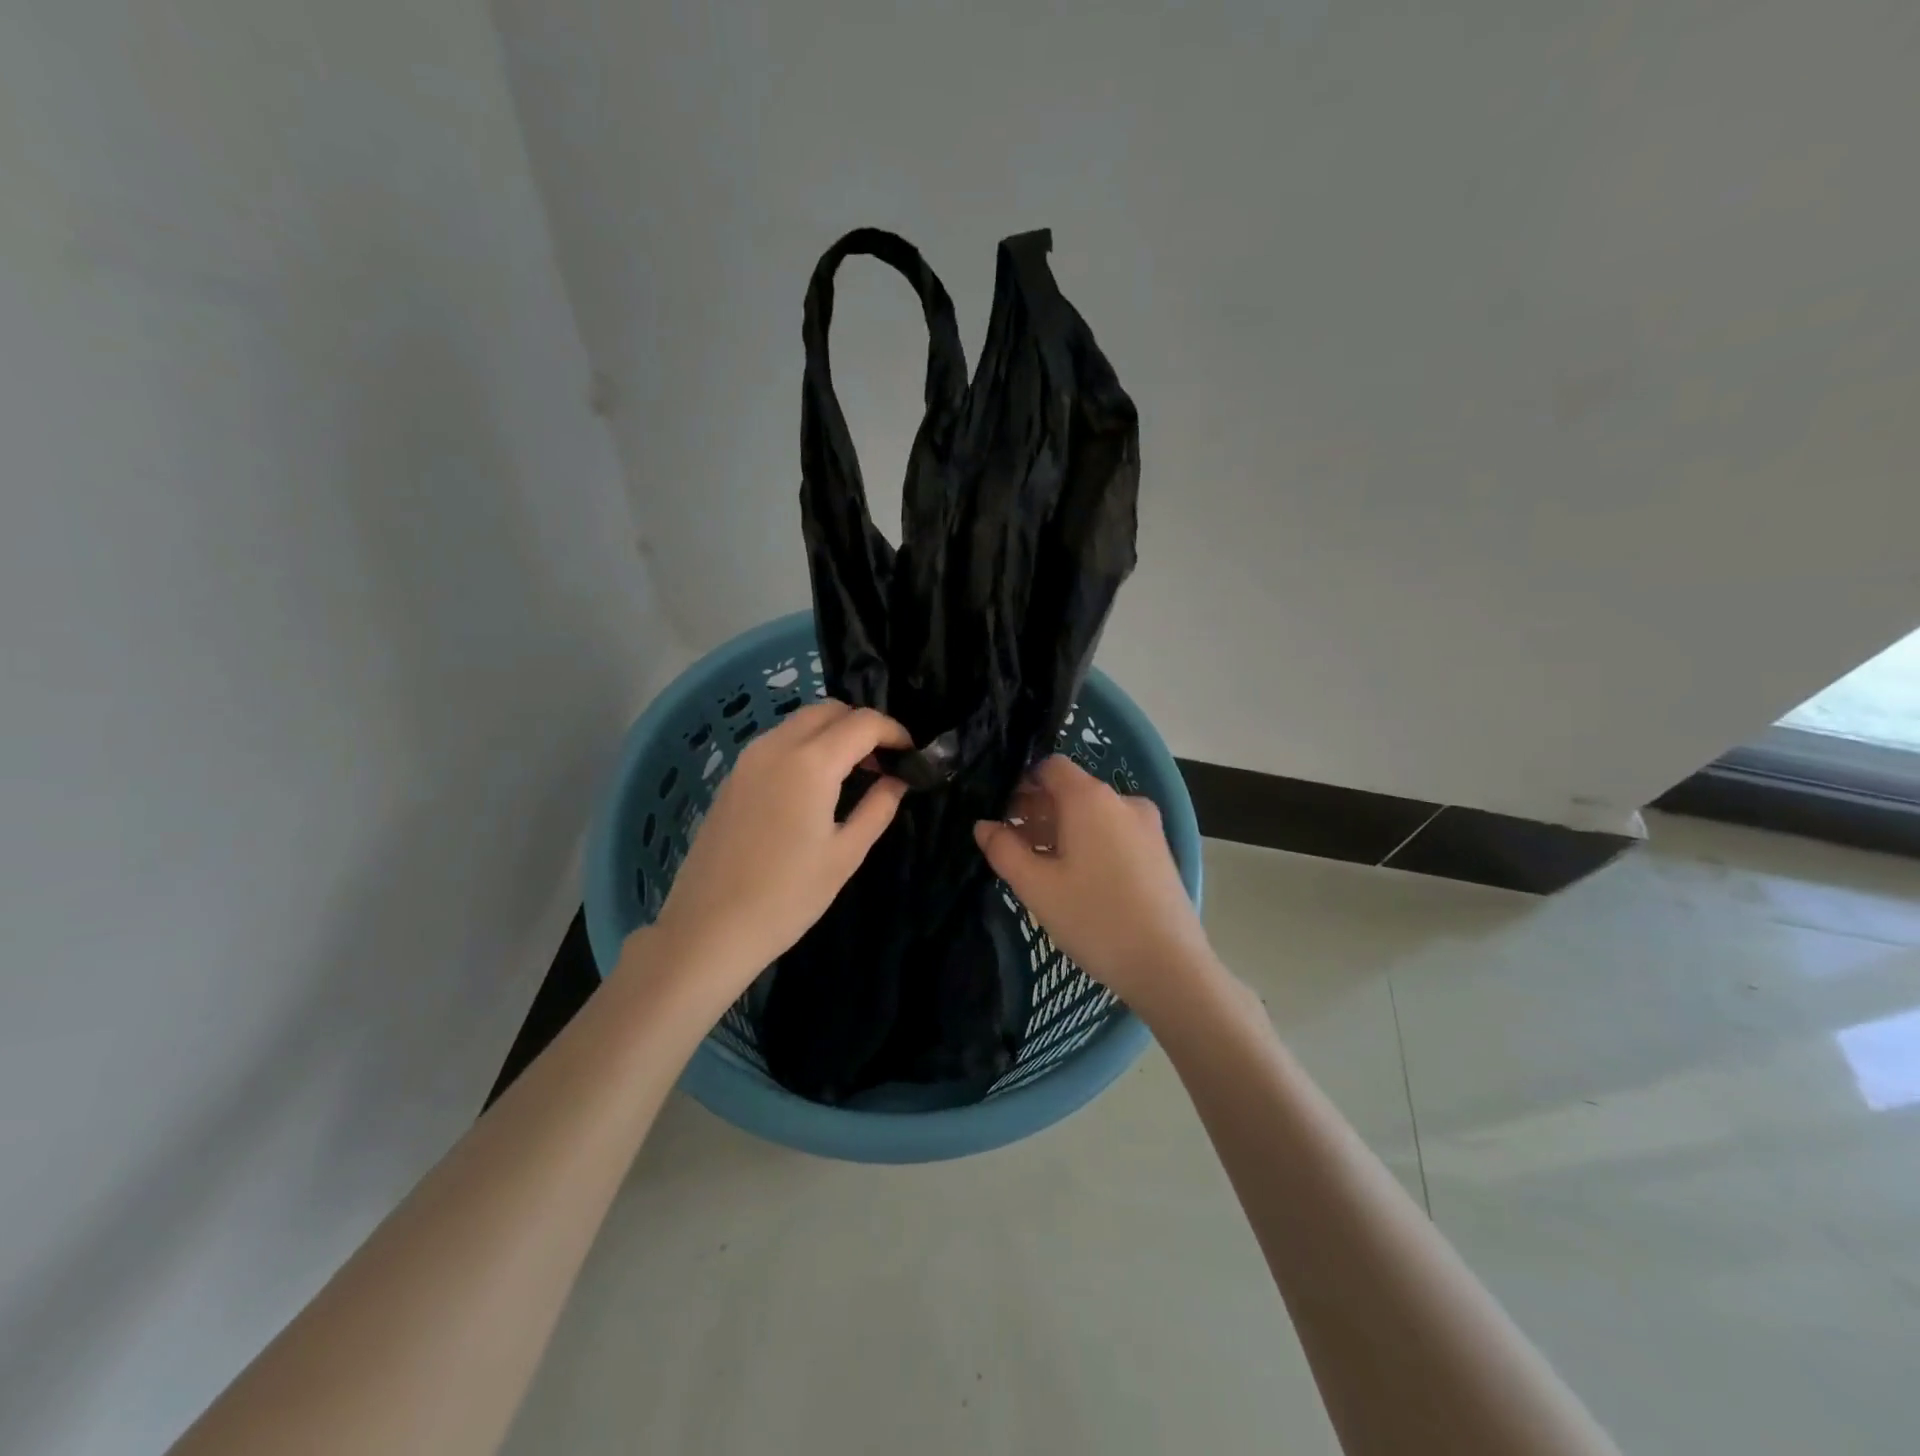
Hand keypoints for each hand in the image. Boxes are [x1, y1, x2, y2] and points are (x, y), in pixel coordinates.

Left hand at [642, 701, 910, 1001]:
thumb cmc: (787, 897)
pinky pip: (777, 741)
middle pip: (829, 710)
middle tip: (882, 761)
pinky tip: (814, 785)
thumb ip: (877, 808)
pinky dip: (805, 745)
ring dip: (832, 732)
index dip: (894, 731)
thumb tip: (897, 781)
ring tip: (852, 772)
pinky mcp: (732, 776)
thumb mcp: (845, 855)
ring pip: (800, 721)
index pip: (863, 723)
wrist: (709, 927)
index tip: (911, 754)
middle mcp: (777, 746)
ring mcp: (748, 759)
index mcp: (811, 763)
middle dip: (862, 725)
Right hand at [973, 755, 1211, 1016]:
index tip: (1000, 812)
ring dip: (1061, 828)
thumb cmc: (1095, 919)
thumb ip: (1004, 850)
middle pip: (1071, 789)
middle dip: (1038, 809)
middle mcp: (1122, 801)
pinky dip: (1088, 841)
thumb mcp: (1037, 887)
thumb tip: (983, 826)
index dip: (1021, 783)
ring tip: (1038, 864)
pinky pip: (1113, 831)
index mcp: (1090, 798)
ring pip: (1093, 813)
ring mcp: (1146, 826)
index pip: (1050, 766)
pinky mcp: (1159, 851)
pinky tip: (1074, 877)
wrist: (1169, 966)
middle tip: (1010, 842)